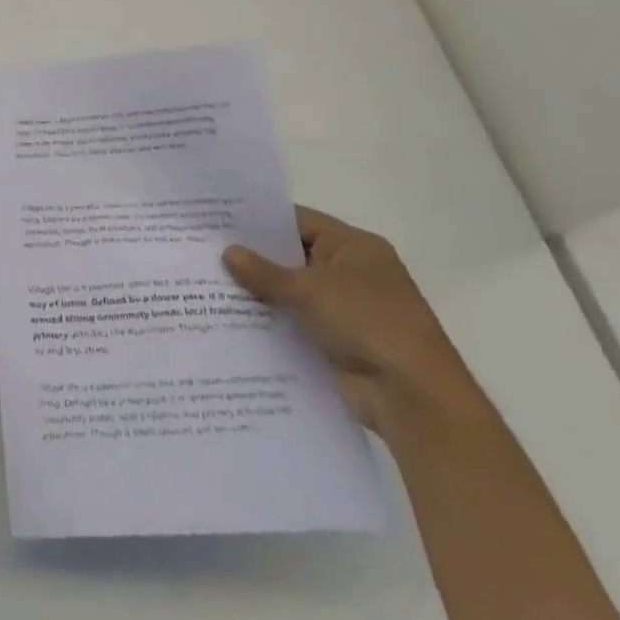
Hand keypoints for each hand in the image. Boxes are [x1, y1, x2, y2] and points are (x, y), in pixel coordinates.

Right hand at [223, 206, 481, 437]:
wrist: (413, 399)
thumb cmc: (368, 323)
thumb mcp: (310, 289)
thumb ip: (265, 272)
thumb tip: (227, 252)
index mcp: (354, 247)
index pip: (298, 221)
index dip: (260, 221)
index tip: (218, 221)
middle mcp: (352, 273)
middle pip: (293, 256)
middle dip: (254, 258)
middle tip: (206, 251)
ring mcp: (346, 309)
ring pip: (292, 292)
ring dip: (260, 293)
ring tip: (209, 285)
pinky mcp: (338, 342)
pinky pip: (296, 323)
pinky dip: (272, 322)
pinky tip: (232, 320)